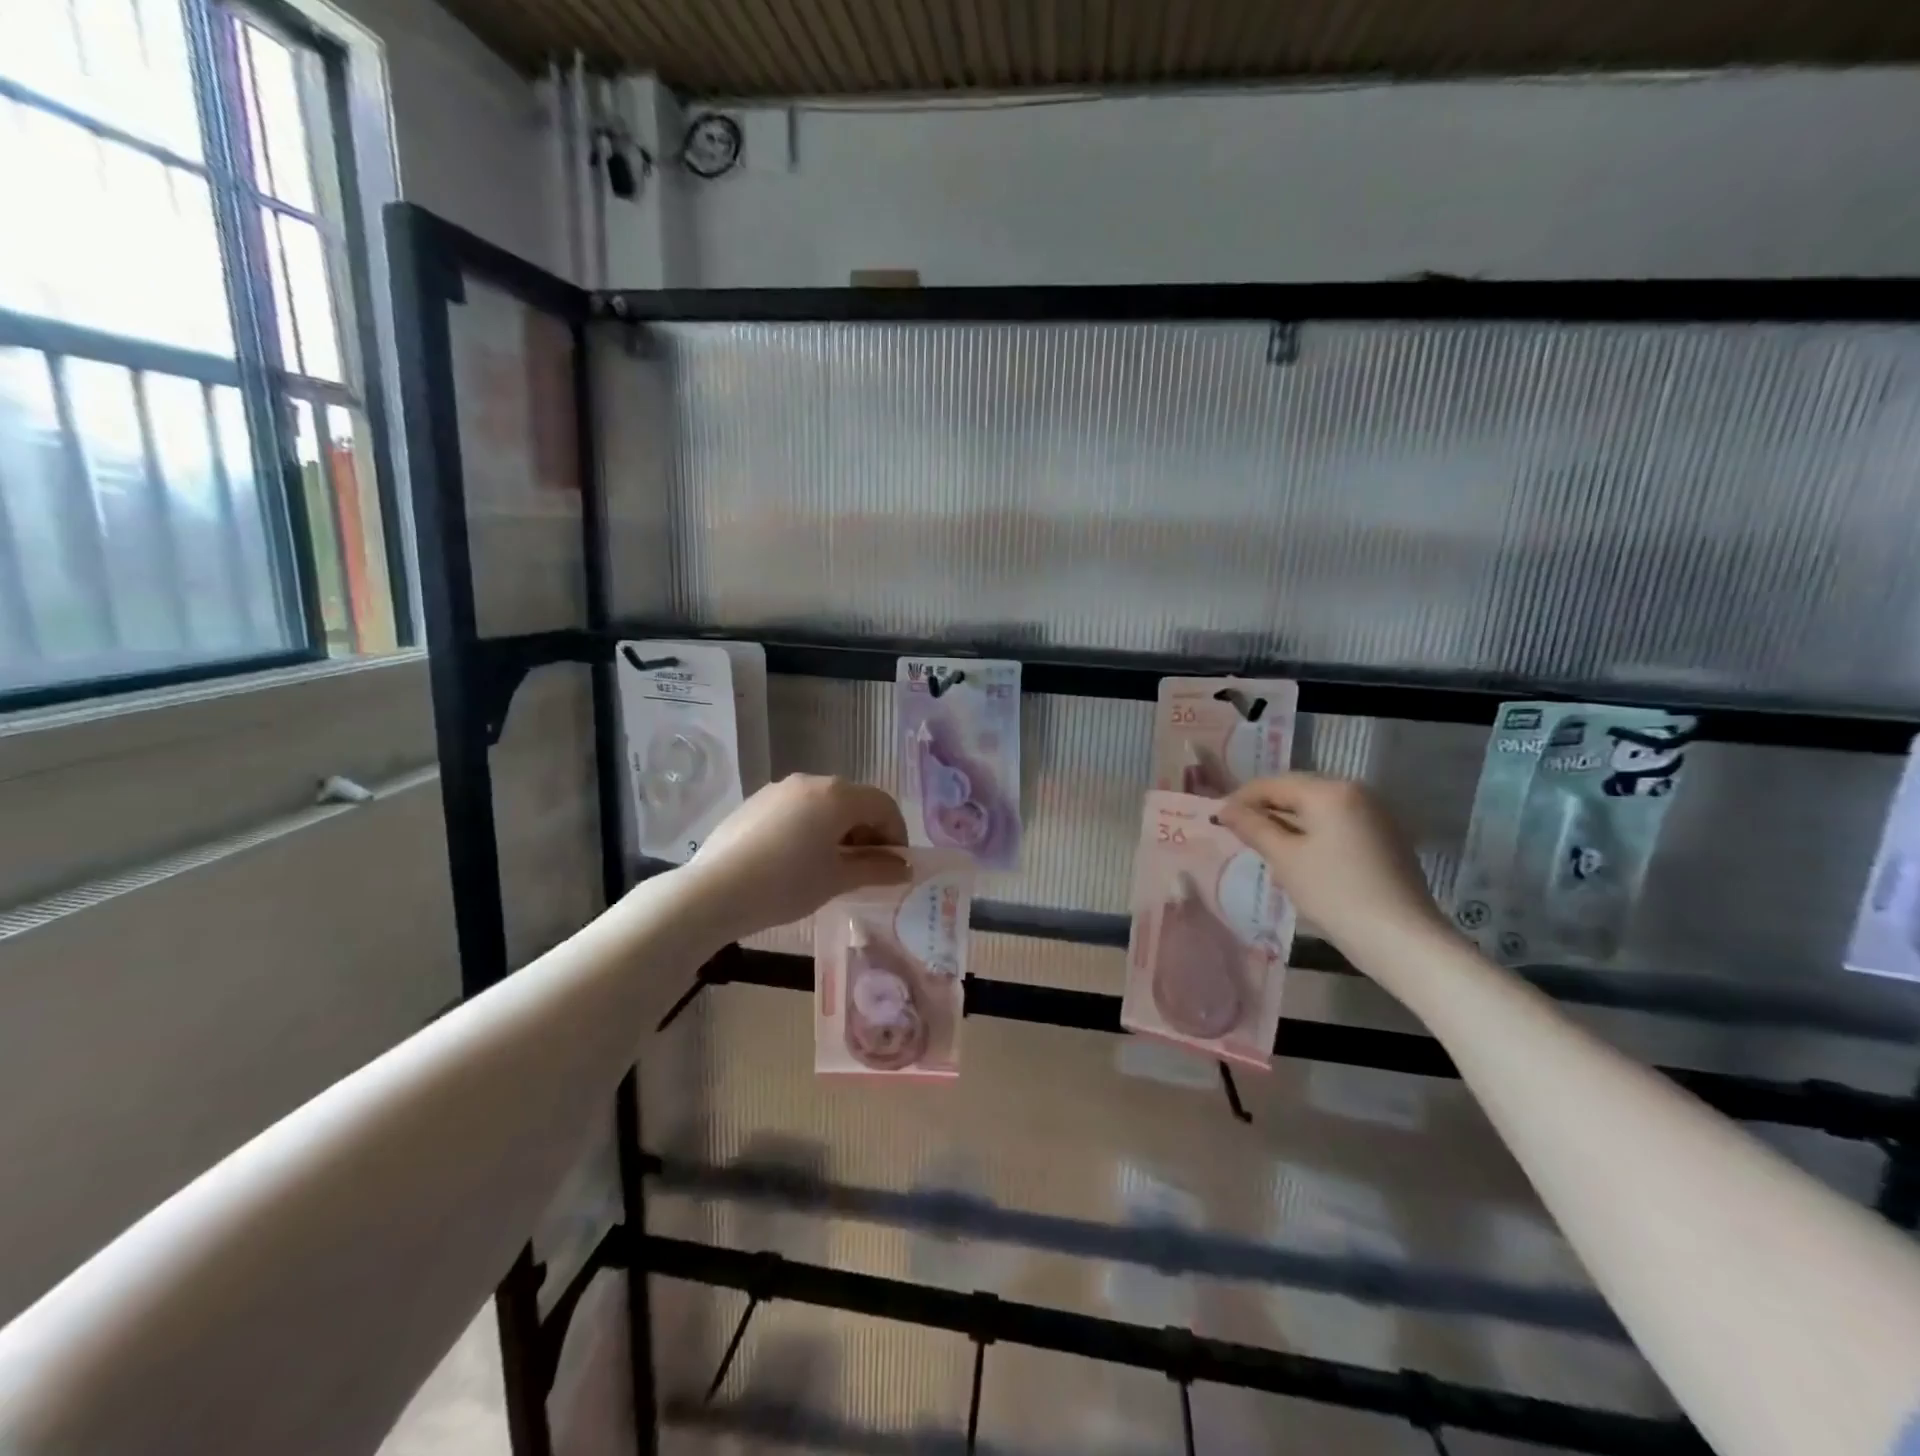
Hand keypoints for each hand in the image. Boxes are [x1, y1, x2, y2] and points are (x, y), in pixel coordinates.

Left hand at [685, 775, 910, 939]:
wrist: (714, 891)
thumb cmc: (786, 884)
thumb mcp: (837, 880)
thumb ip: (876, 869)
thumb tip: (904, 868)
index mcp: (837, 795)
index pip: (883, 805)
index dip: (896, 834)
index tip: (894, 865)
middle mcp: (810, 781)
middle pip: (854, 801)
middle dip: (868, 832)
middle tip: (866, 868)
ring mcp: (779, 789)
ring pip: (824, 804)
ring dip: (839, 829)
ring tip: (831, 866)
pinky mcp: (756, 802)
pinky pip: (797, 809)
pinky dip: (811, 827)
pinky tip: (798, 859)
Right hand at [1215, 774, 1448, 961]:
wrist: (1402, 939)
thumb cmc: (1335, 894)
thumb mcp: (1285, 859)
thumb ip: (1253, 827)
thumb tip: (1224, 809)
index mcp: (1331, 791)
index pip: (1274, 784)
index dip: (1241, 799)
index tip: (1217, 819)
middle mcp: (1356, 792)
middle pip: (1297, 792)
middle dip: (1265, 810)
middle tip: (1237, 833)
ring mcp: (1375, 814)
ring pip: (1317, 809)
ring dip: (1287, 823)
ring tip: (1263, 847)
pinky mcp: (1385, 837)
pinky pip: (1337, 824)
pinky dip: (1312, 833)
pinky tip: (1298, 857)